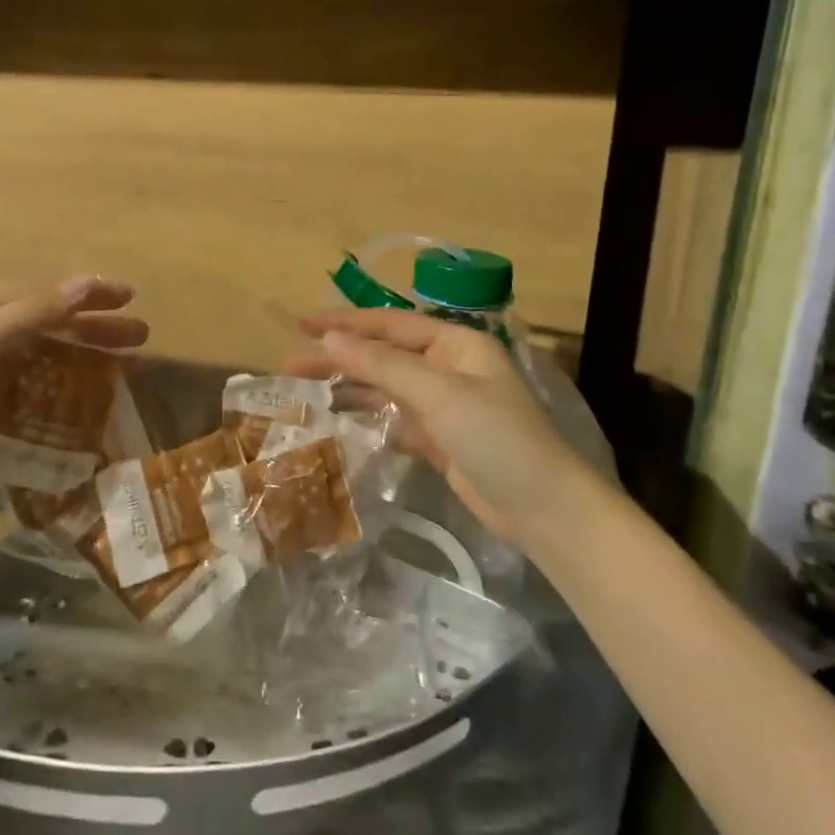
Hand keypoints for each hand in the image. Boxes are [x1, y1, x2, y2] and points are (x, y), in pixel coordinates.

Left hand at [0, 277, 146, 519]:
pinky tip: (85, 407)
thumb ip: (33, 313)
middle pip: (42, 328)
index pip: (37, 294)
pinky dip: (55, 399)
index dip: (84, 295)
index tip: (129, 299)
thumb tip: (88, 280)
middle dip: (91, 330)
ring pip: (38, 364)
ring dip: (79, 365)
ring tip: (124, 371)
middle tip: (140, 336)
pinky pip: (25, 399)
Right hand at [289, 309, 595, 542]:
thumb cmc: (497, 438)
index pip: (390, 324)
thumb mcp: (438, 393)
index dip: (344, 323)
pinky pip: (392, 415)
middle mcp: (448, 366)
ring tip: (303, 387)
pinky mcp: (438, 438)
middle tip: (290, 363)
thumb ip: (381, 365)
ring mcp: (443, 404)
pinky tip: (336, 415)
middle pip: (383, 354)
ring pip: (384, 385)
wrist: (544, 511)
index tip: (301, 325)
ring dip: (347, 384)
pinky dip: (365, 413)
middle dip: (339, 356)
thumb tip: (329, 338)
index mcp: (456, 343)